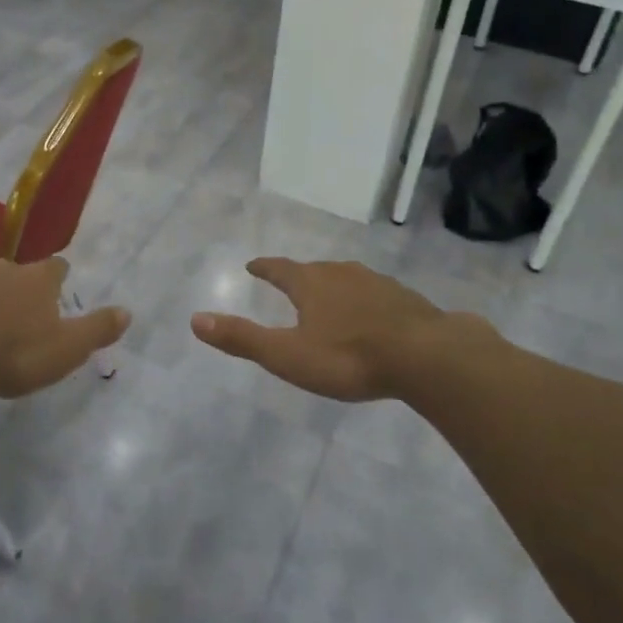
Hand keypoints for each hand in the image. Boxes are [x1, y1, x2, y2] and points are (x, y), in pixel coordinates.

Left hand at [0, 256, 129, 399]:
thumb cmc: (12, 353)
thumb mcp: (66, 349)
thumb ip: (97, 329)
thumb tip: (127, 311)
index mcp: (36, 280)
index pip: (55, 267)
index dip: (58, 276)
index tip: (59, 284)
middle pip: (13, 272)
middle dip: (16, 288)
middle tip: (17, 313)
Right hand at [191, 257, 456, 400]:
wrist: (426, 356)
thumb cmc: (348, 357)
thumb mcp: (288, 355)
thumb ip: (243, 339)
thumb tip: (196, 319)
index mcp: (311, 284)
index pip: (279, 269)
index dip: (264, 268)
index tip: (253, 265)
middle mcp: (342, 274)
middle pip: (314, 270)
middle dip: (299, 276)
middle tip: (289, 282)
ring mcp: (377, 283)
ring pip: (347, 279)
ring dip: (333, 286)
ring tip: (328, 297)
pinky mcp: (405, 299)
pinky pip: (376, 294)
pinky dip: (364, 300)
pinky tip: (371, 315)